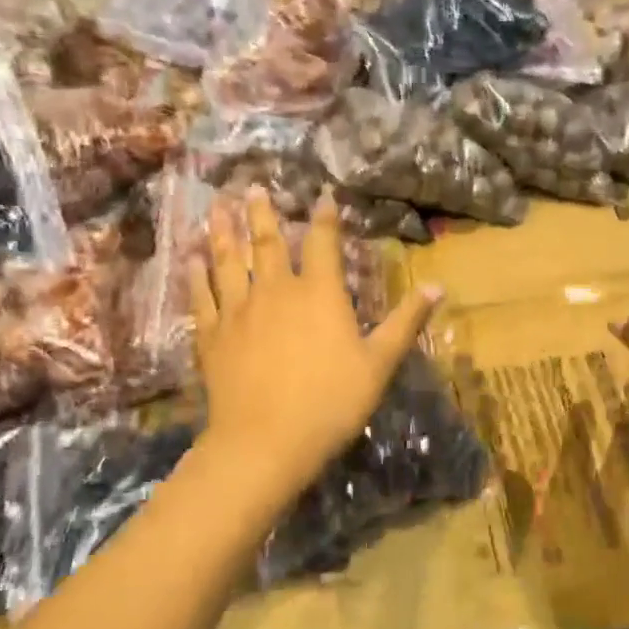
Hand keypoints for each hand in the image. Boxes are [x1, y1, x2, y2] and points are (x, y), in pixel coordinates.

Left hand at [190, 187, 441, 498]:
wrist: (266, 441)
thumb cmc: (331, 402)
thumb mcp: (380, 363)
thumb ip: (406, 321)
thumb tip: (438, 285)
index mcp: (320, 294)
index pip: (323, 243)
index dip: (324, 217)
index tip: (322, 194)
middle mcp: (276, 291)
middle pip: (267, 243)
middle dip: (262, 213)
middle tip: (253, 187)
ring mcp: (238, 311)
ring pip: (227, 261)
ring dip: (223, 232)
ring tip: (217, 206)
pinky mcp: (211, 335)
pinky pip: (201, 296)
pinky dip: (195, 275)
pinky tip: (189, 259)